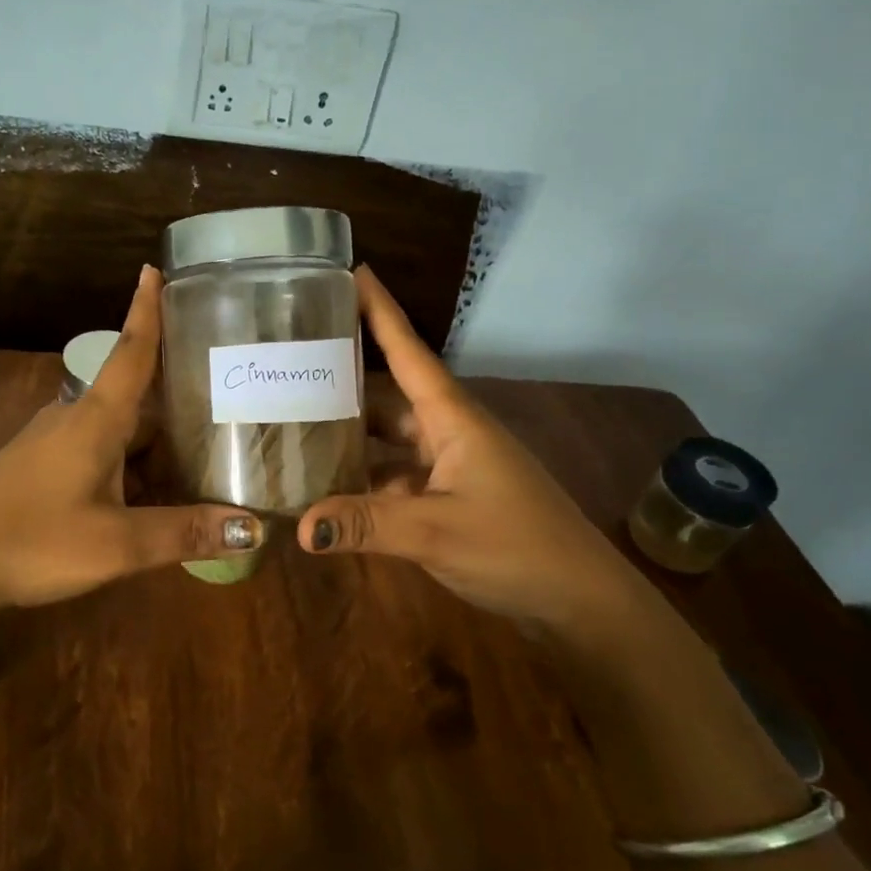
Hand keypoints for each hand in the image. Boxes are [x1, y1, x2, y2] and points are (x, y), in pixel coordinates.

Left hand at [0, 267, 261, 617]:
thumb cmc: (34, 544)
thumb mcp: (117, 544)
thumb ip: (184, 532)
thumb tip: (252, 528)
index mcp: (95, 420)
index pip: (131, 352)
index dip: (146, 310)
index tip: (155, 268)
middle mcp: (75, 421)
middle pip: (138, 401)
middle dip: (180, 405)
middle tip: (233, 407)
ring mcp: (54, 445)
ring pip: (121, 434)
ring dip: (158, 446)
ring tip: (208, 459)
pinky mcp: (42, 470)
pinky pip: (101, 457)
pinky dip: (133, 469)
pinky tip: (156, 498)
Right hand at [295, 267, 647, 631]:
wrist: (580, 600)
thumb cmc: (517, 547)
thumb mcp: (436, 531)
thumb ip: (367, 524)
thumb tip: (300, 527)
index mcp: (453, 418)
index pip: (409, 352)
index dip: (380, 311)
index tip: (351, 270)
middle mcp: (450, 432)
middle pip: (389, 394)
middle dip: (345, 377)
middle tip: (290, 364)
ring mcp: (451, 466)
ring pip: (389, 438)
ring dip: (351, 433)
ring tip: (295, 423)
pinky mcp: (449, 496)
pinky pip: (395, 475)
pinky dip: (365, 478)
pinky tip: (330, 487)